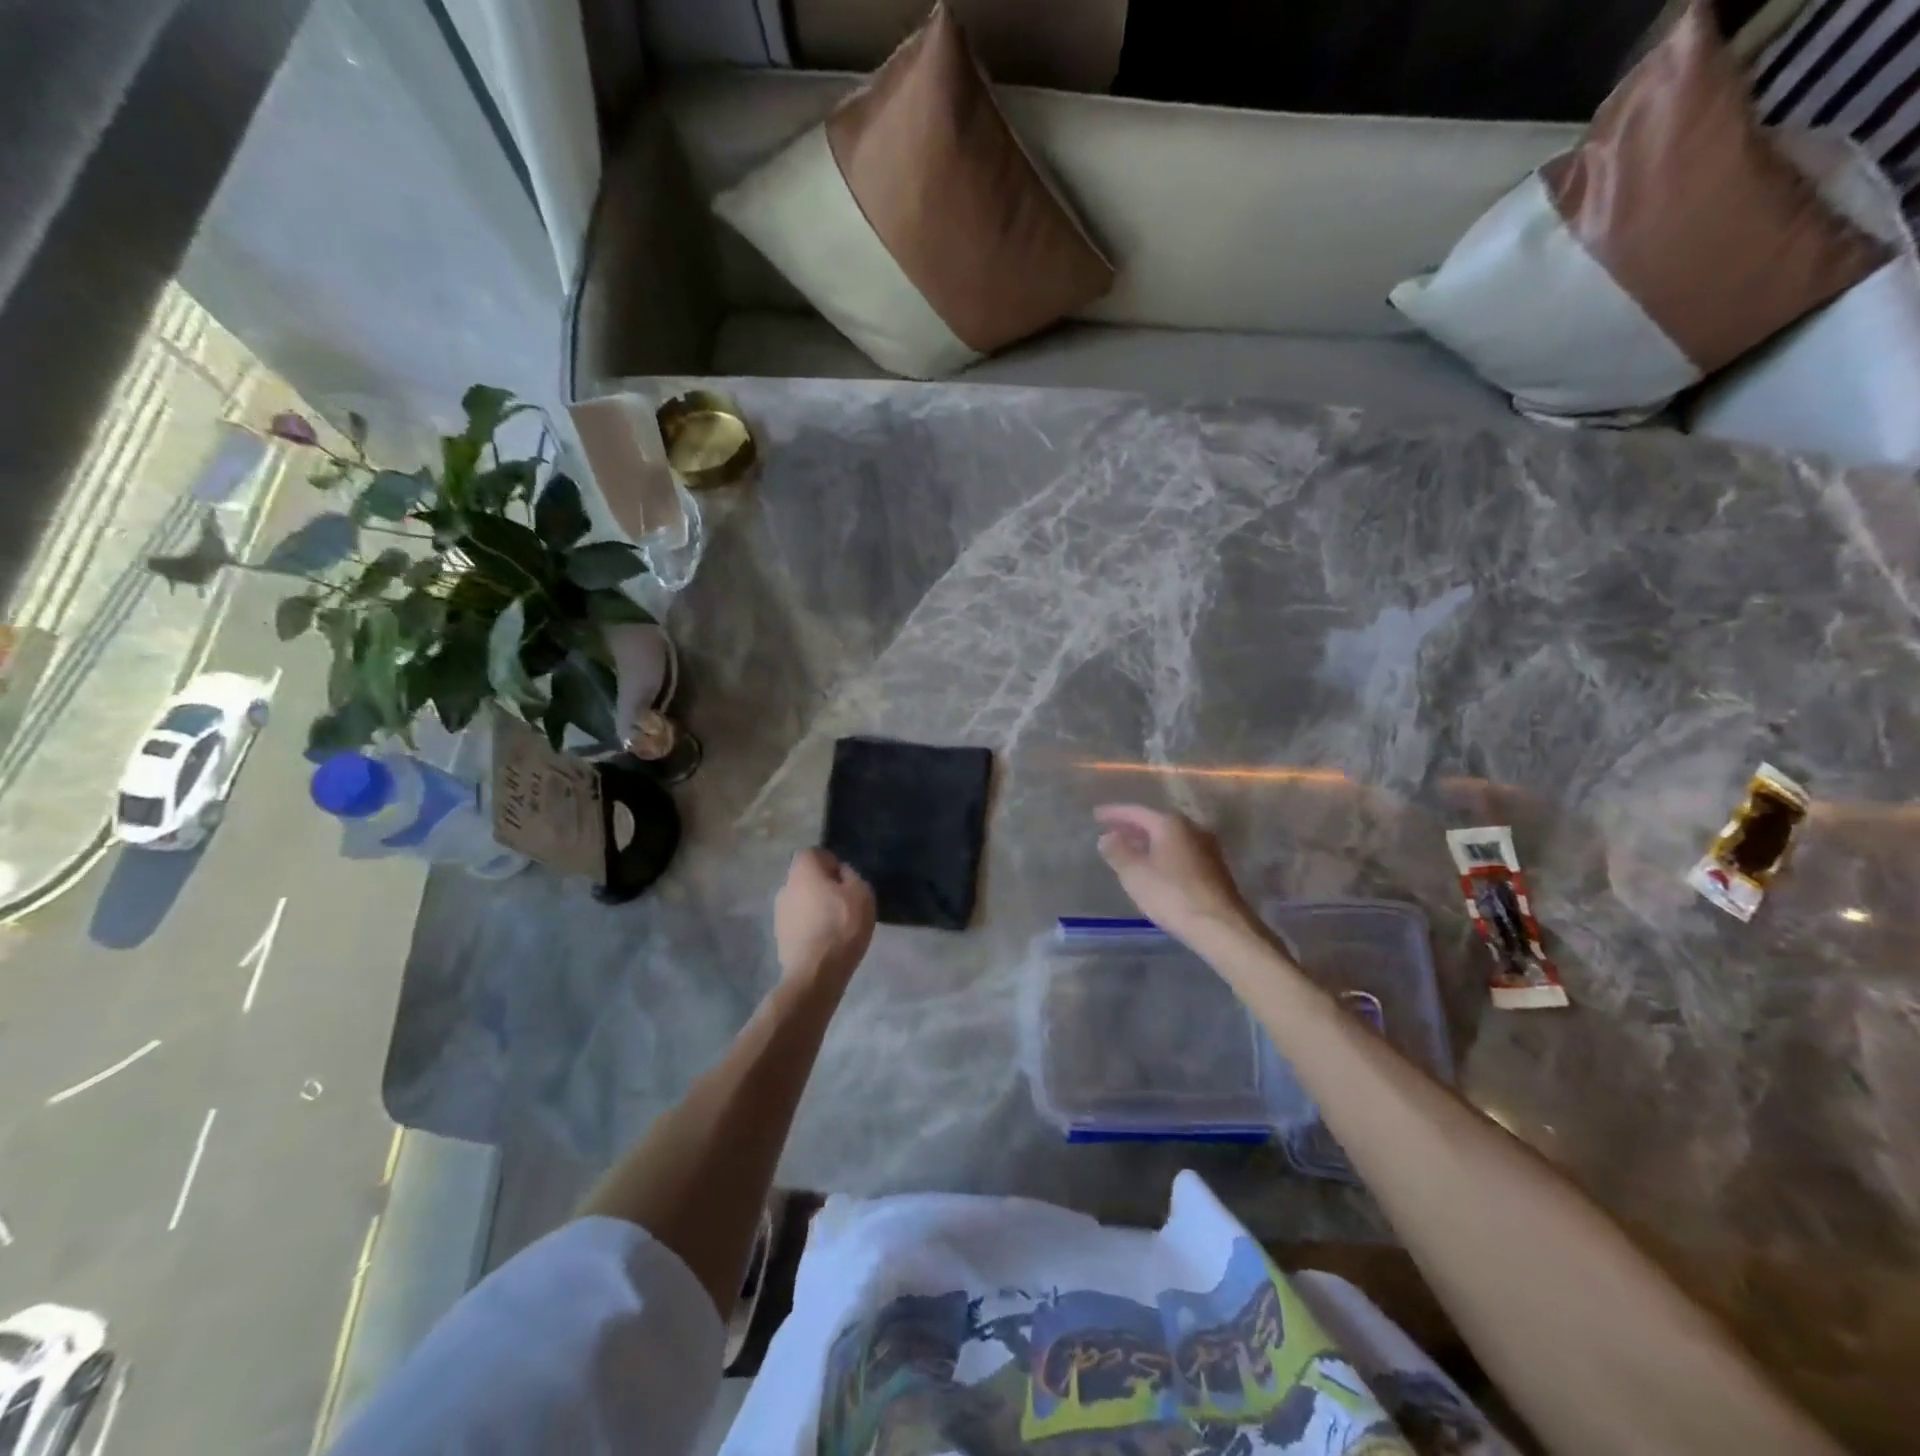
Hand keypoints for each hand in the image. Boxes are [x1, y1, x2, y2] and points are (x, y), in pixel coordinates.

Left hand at [775, 848, 875, 987]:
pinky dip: (810, 926)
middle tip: (844, 902)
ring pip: (801, 900)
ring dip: (815, 907)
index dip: (831, 863)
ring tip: (836, 924)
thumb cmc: (842, 925)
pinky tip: (825, 940)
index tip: (845, 880)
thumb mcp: (861, 893)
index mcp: (803, 870)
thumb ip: (851, 875)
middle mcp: (785, 886)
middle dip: (822, 885)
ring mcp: (779, 913)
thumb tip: (840, 874)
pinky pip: (798, 922)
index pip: (813, 853)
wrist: (816, 972)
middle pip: (805, 877)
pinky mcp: (779, 936)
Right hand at [1095, 804, 1256, 943]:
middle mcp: (1192, 828)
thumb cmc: (1171, 894)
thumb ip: (1117, 852)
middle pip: (1155, 822)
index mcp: (1170, 824)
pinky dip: (1162, 854)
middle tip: (1111, 832)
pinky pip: (1180, 852)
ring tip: (1129, 851)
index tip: (1096, 815)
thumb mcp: (1134, 874)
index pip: (1136, 811)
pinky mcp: (1214, 868)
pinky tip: (1153, 868)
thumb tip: (1107, 837)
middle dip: (1132, 827)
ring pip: (1169, 838)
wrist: (1220, 925)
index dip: (1114, 813)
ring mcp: (1206, 848)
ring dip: (1147, 842)